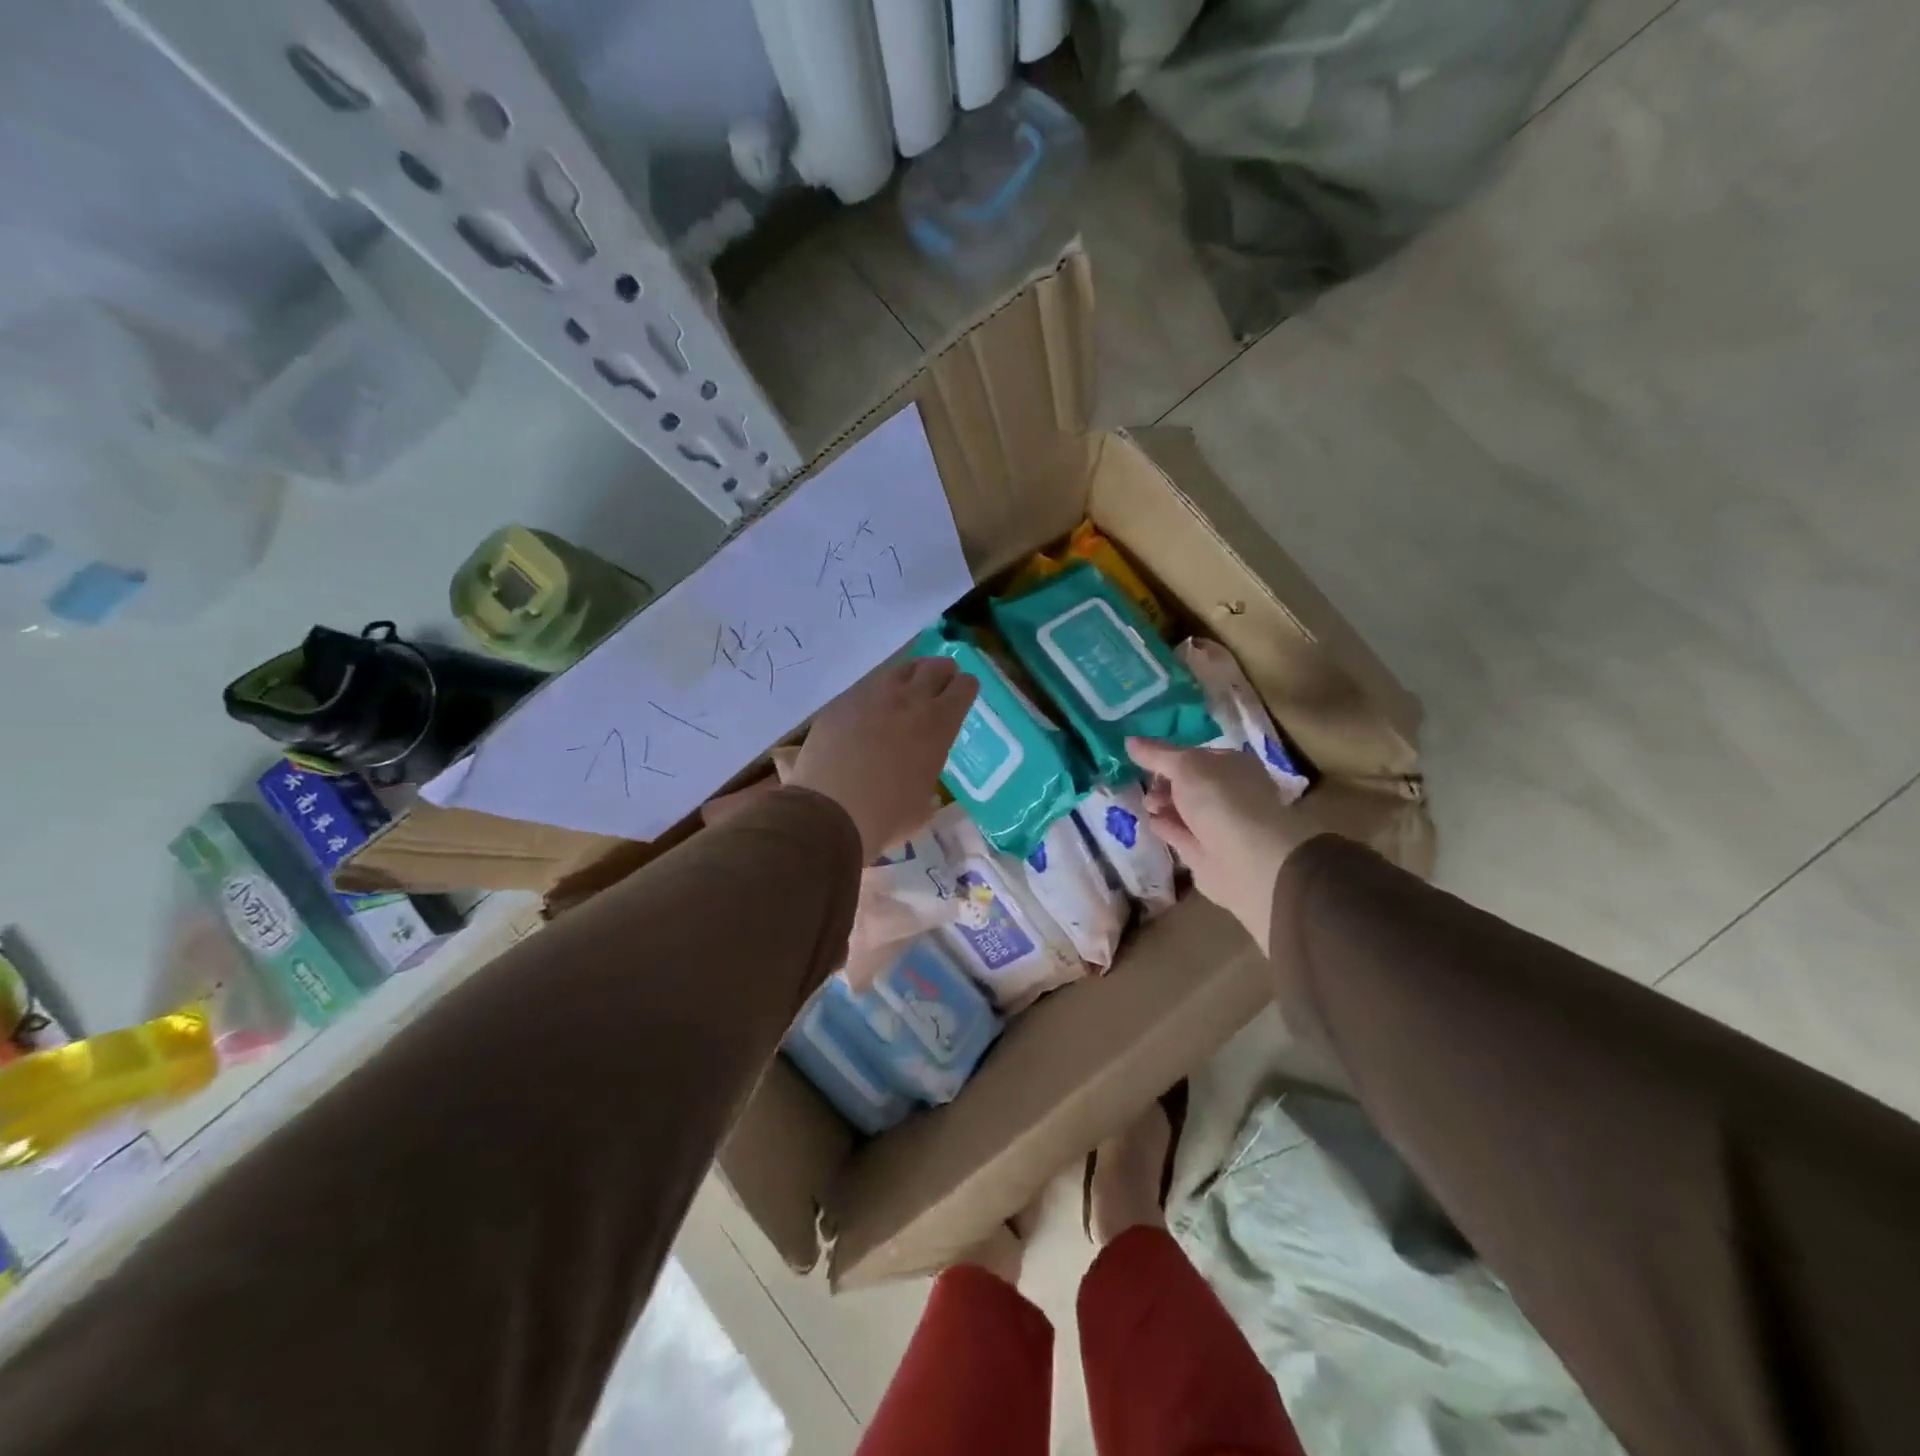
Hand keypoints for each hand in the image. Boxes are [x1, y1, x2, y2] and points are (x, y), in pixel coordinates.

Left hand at [790, 657, 977, 859]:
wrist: (830, 812)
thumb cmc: (887, 816)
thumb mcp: (924, 803)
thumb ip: (928, 778)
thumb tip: (925, 782)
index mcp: (939, 724)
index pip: (963, 687)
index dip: (966, 687)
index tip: (964, 693)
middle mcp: (909, 701)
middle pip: (934, 667)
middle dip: (943, 672)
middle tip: (942, 682)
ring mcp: (872, 697)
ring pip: (900, 670)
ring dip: (911, 676)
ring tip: (908, 689)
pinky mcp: (842, 703)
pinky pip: (866, 688)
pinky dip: (876, 695)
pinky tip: (870, 712)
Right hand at [1127, 738, 1320, 954]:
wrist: (1245, 859)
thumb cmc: (1220, 800)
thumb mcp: (1185, 766)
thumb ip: (1156, 755)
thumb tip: (1130, 740)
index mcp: (1232, 765)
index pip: (1196, 755)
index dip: (1169, 755)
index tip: (1142, 758)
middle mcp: (1229, 793)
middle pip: (1189, 783)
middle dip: (1164, 782)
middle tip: (1145, 785)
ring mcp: (1219, 824)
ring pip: (1184, 810)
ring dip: (1163, 805)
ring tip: (1146, 805)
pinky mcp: (1206, 852)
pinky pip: (1181, 834)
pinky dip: (1166, 827)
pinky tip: (1151, 822)